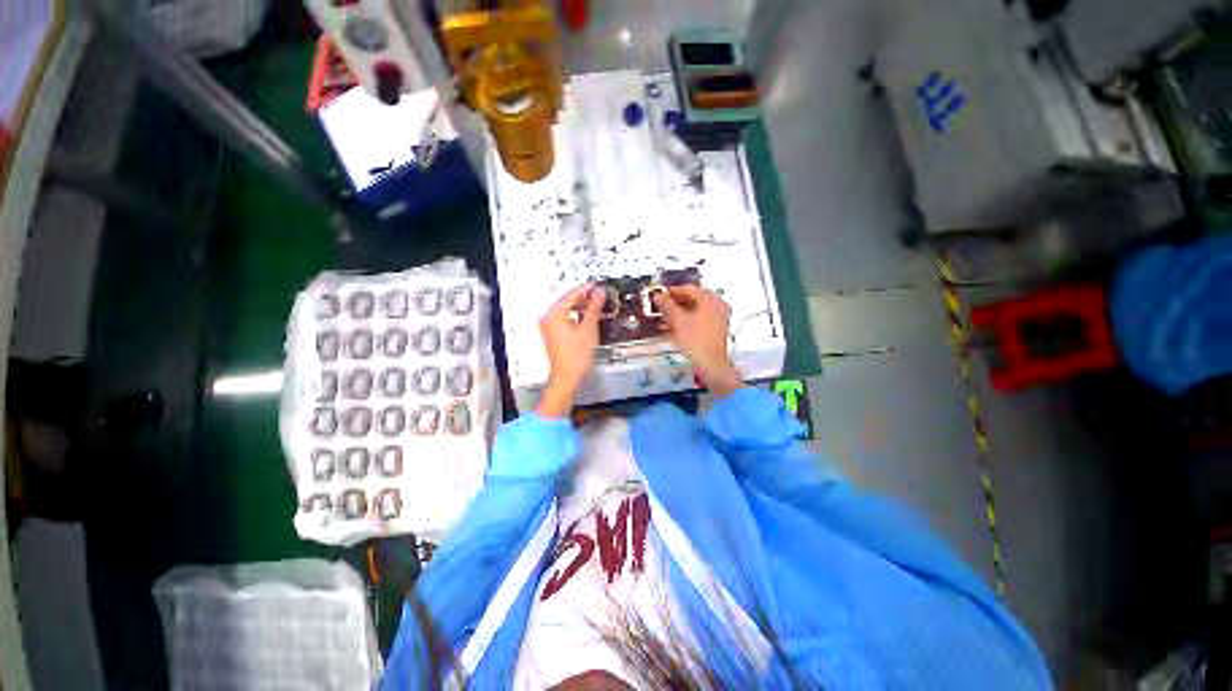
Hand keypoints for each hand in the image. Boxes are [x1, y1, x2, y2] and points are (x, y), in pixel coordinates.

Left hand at [537, 284, 605, 417]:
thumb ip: (594, 308)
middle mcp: (548, 319)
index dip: (585, 289)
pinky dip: (575, 316)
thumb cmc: (575, 357)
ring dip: (580, 307)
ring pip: (566, 311)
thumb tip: (599, 293)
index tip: (595, 285)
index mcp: (553, 315)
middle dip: (583, 298)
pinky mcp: (552, 334)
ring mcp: (549, 327)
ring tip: (595, 305)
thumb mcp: (589, 328)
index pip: (571, 296)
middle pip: (567, 302)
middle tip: (598, 294)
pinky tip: (586, 318)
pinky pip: (564, 319)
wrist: (567, 377)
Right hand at [654, 286, 744, 396]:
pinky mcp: (718, 329)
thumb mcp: (677, 320)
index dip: (673, 290)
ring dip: (681, 311)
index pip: (689, 288)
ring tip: (666, 317)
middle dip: (677, 301)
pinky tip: (676, 326)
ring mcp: (719, 317)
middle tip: (662, 305)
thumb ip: (667, 305)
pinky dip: (688, 319)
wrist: (710, 363)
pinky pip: (701, 318)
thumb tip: (657, 294)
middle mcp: (717, 304)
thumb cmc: (694, 339)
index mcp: (709, 299)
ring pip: (697, 309)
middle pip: (694, 298)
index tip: (659, 294)